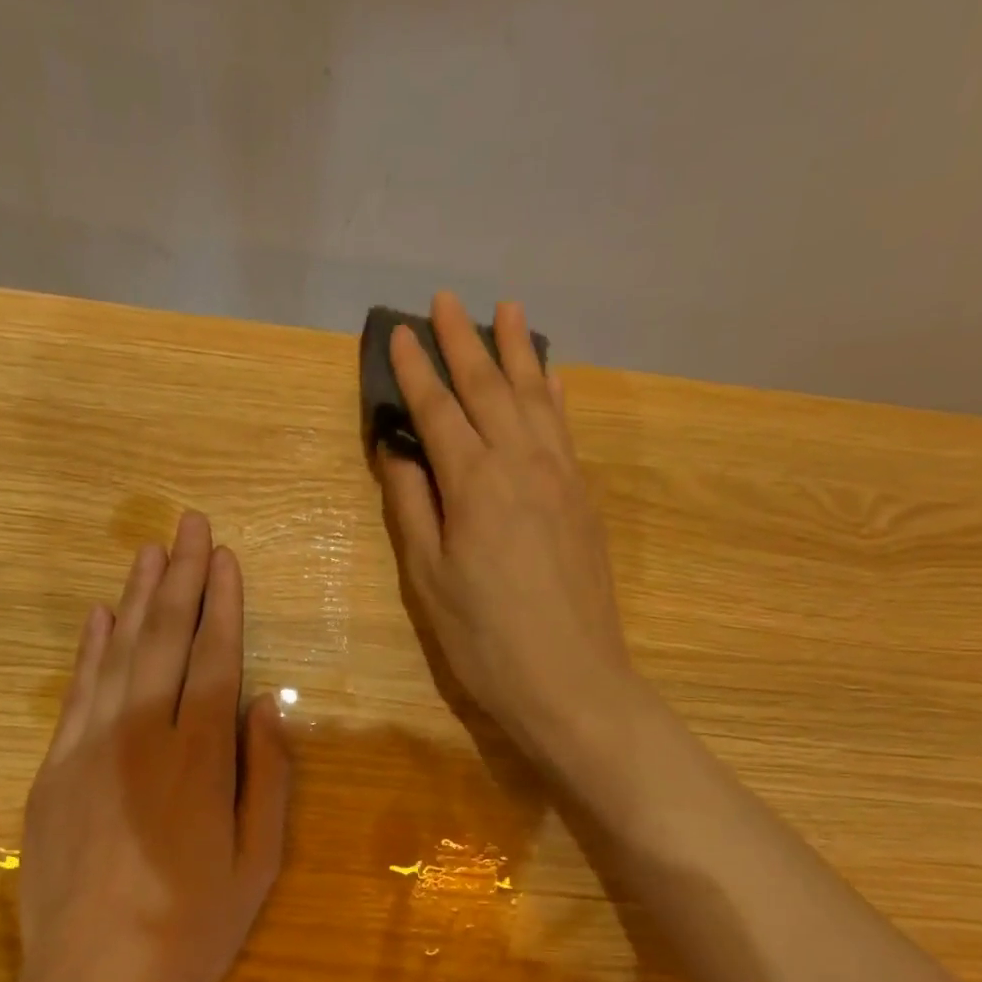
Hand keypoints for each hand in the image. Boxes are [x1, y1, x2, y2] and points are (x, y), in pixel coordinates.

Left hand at [13, 513, 291, 981]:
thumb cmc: (192, 928)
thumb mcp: (258, 862)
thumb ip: (267, 777)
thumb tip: (269, 706)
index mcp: (200, 759)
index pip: (214, 659)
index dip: (222, 604)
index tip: (225, 558)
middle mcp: (143, 737)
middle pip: (164, 640)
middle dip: (180, 578)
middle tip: (188, 525)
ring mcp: (89, 750)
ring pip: (117, 655)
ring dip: (136, 599)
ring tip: (149, 550)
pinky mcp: (54, 771)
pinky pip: (76, 694)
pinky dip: (90, 650)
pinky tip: (100, 617)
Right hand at [377, 292, 635, 756]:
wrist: (571, 680)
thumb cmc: (485, 640)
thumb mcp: (429, 580)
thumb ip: (412, 507)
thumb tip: (398, 450)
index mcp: (475, 483)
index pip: (438, 410)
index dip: (414, 371)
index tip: (397, 333)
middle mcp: (522, 464)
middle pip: (489, 389)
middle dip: (464, 341)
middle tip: (447, 300)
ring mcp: (561, 478)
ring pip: (536, 397)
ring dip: (518, 351)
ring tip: (508, 310)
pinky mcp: (585, 499)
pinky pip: (566, 428)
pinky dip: (555, 394)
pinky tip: (552, 376)